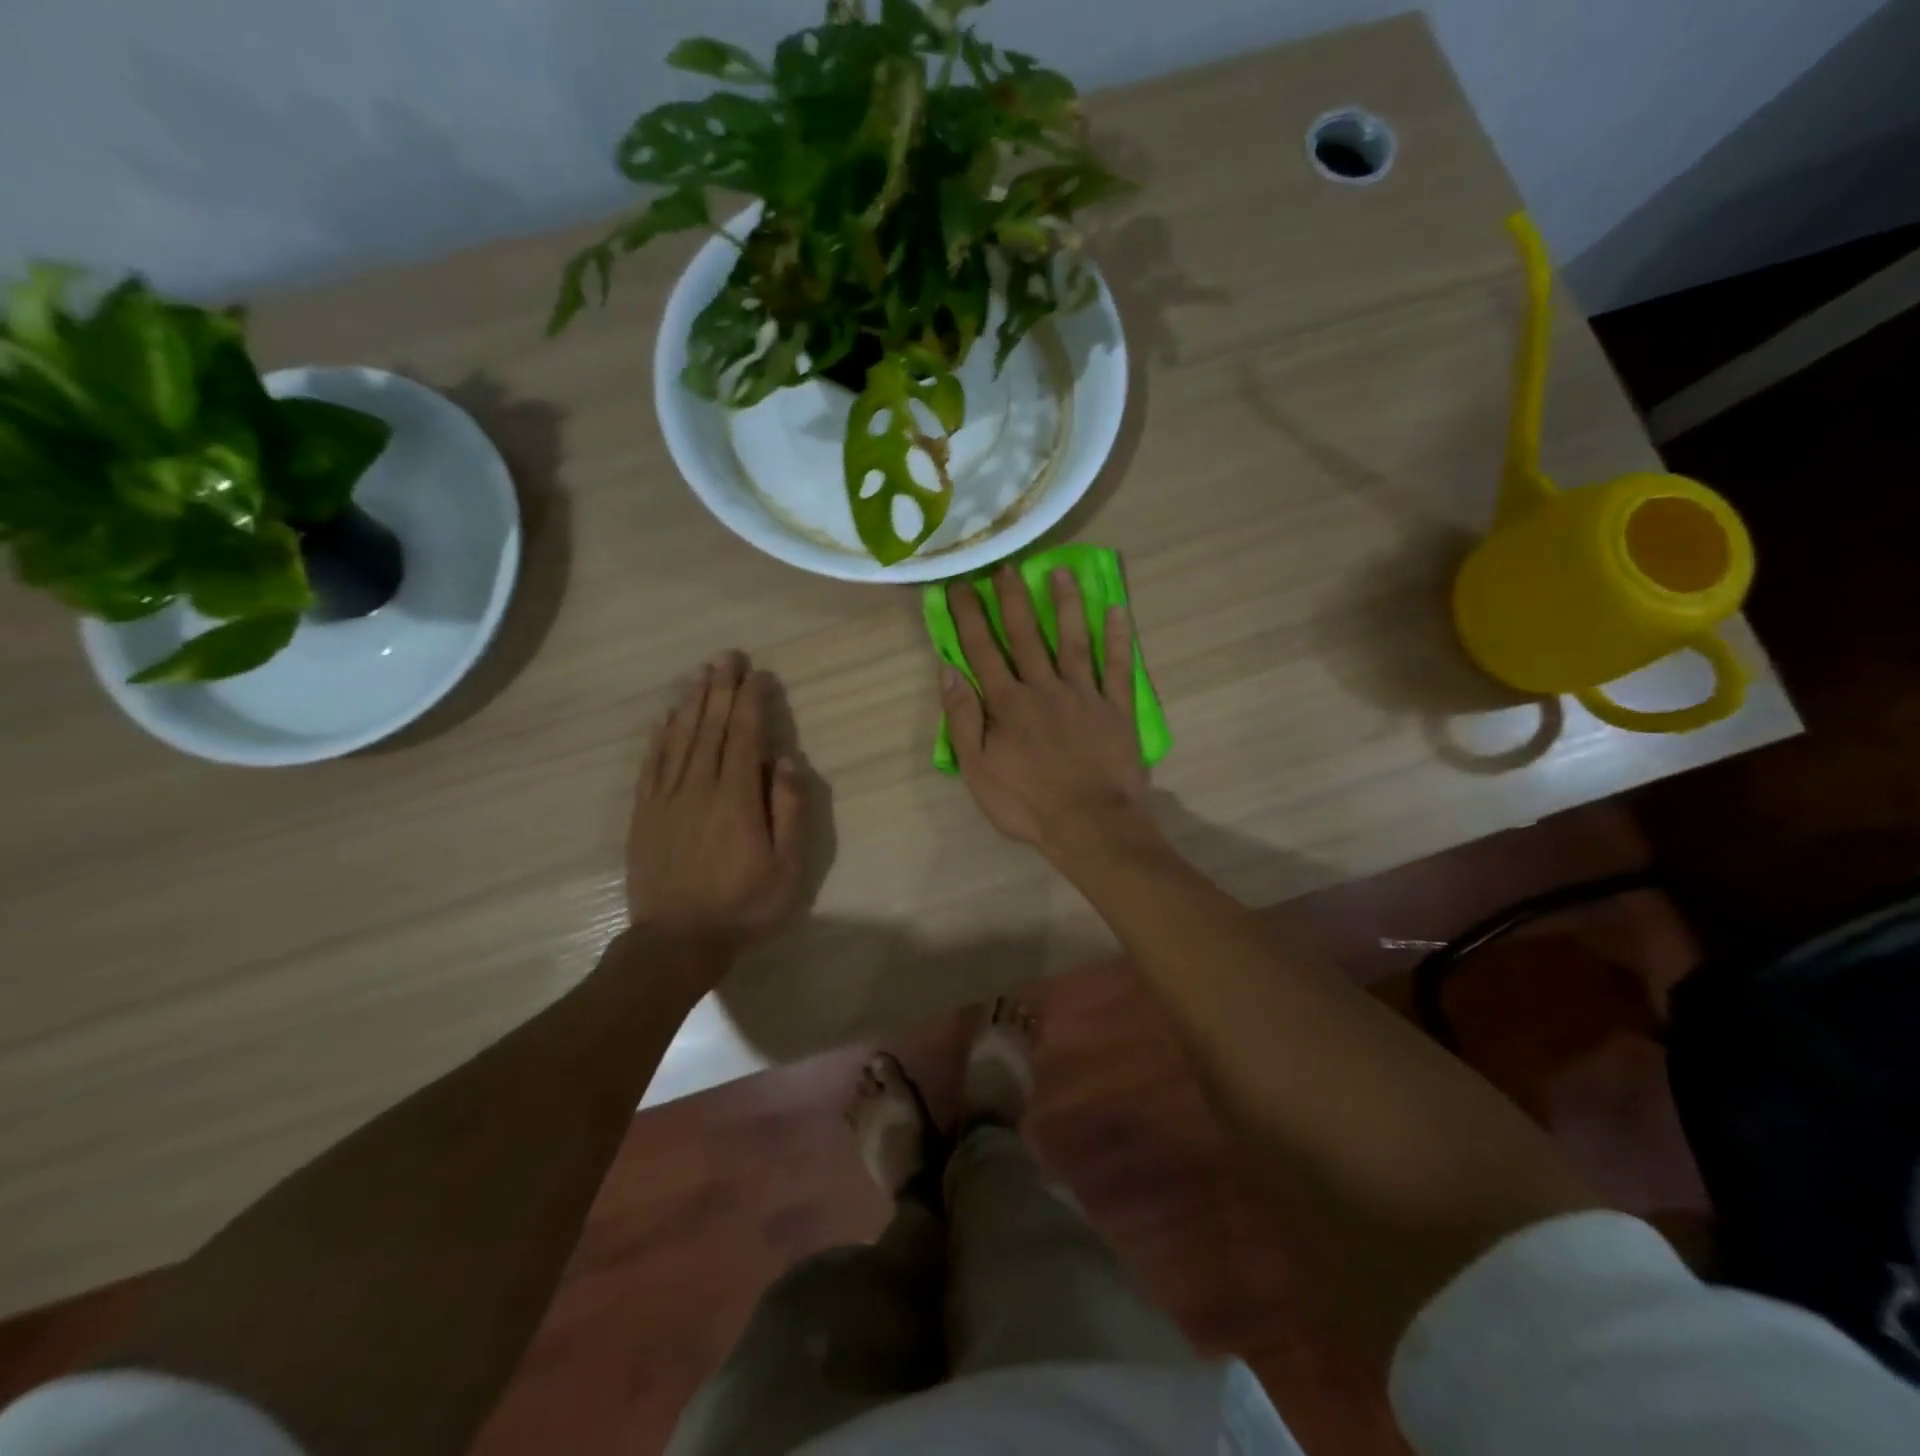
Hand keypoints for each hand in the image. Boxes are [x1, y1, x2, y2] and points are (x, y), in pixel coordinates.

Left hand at [629, 651, 806, 952]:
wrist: (676, 942)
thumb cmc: (743, 905)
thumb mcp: (787, 866)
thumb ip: (789, 810)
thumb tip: (786, 760)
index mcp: (736, 797)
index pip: (744, 735)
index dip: (751, 700)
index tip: (759, 674)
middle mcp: (699, 786)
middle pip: (709, 726)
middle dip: (721, 688)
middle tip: (728, 656)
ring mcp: (666, 798)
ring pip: (679, 738)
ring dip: (691, 702)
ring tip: (701, 674)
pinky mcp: (644, 814)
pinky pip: (651, 764)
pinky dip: (659, 737)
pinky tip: (665, 719)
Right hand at [941, 565, 1154, 861]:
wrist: (1090, 825)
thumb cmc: (1026, 804)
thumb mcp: (977, 770)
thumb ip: (963, 719)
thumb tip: (948, 671)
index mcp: (1007, 703)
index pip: (982, 650)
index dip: (969, 616)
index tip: (960, 586)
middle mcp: (1044, 688)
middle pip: (1026, 635)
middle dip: (1012, 598)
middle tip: (1005, 565)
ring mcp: (1084, 695)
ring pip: (1072, 640)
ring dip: (1065, 604)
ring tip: (1059, 572)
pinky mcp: (1116, 708)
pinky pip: (1118, 667)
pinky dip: (1118, 638)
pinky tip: (1116, 610)